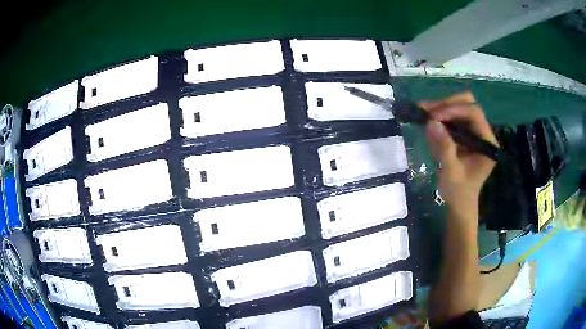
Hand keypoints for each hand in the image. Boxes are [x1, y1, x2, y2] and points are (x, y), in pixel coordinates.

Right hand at [420, 92, 497, 211]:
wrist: (459, 203)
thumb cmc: (458, 192)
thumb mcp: (450, 172)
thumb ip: (444, 147)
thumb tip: (431, 122)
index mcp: (487, 142)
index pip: (474, 113)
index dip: (454, 109)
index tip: (433, 116)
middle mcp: (484, 132)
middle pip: (468, 104)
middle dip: (447, 105)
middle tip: (427, 111)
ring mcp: (475, 131)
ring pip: (460, 107)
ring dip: (441, 108)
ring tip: (422, 112)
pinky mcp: (467, 133)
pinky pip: (454, 116)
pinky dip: (441, 115)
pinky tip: (428, 120)